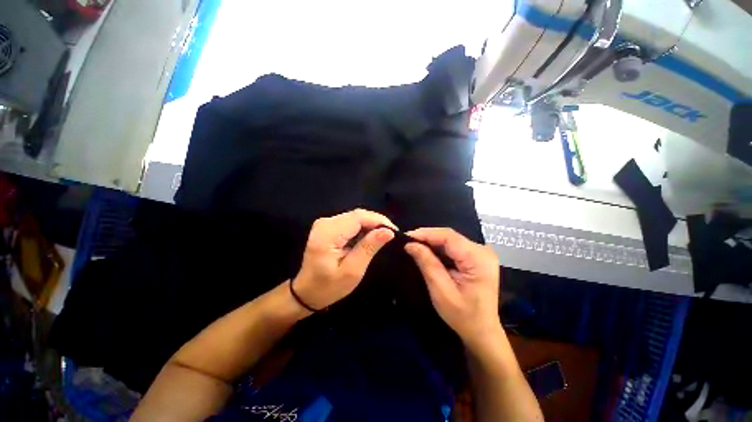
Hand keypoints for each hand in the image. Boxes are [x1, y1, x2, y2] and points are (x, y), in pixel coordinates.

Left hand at [291, 209, 395, 310]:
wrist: (306, 292)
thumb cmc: (328, 287)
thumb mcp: (352, 271)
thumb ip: (369, 248)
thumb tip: (388, 231)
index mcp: (328, 233)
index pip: (358, 217)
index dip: (378, 221)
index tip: (394, 231)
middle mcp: (325, 222)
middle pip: (357, 215)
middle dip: (376, 222)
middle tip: (390, 235)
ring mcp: (325, 223)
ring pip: (355, 217)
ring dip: (370, 225)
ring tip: (382, 236)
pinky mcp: (327, 226)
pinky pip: (350, 222)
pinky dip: (362, 228)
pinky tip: (369, 237)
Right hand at [405, 228, 501, 349]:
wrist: (482, 331)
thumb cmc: (463, 316)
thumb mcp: (441, 291)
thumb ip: (427, 264)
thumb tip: (410, 244)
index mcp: (478, 259)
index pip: (449, 237)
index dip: (426, 233)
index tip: (406, 237)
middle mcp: (483, 251)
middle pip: (450, 236)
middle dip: (427, 237)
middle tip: (408, 242)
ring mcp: (481, 253)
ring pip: (451, 239)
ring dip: (432, 242)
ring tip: (414, 245)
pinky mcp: (477, 257)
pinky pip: (454, 246)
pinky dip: (439, 248)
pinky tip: (428, 251)